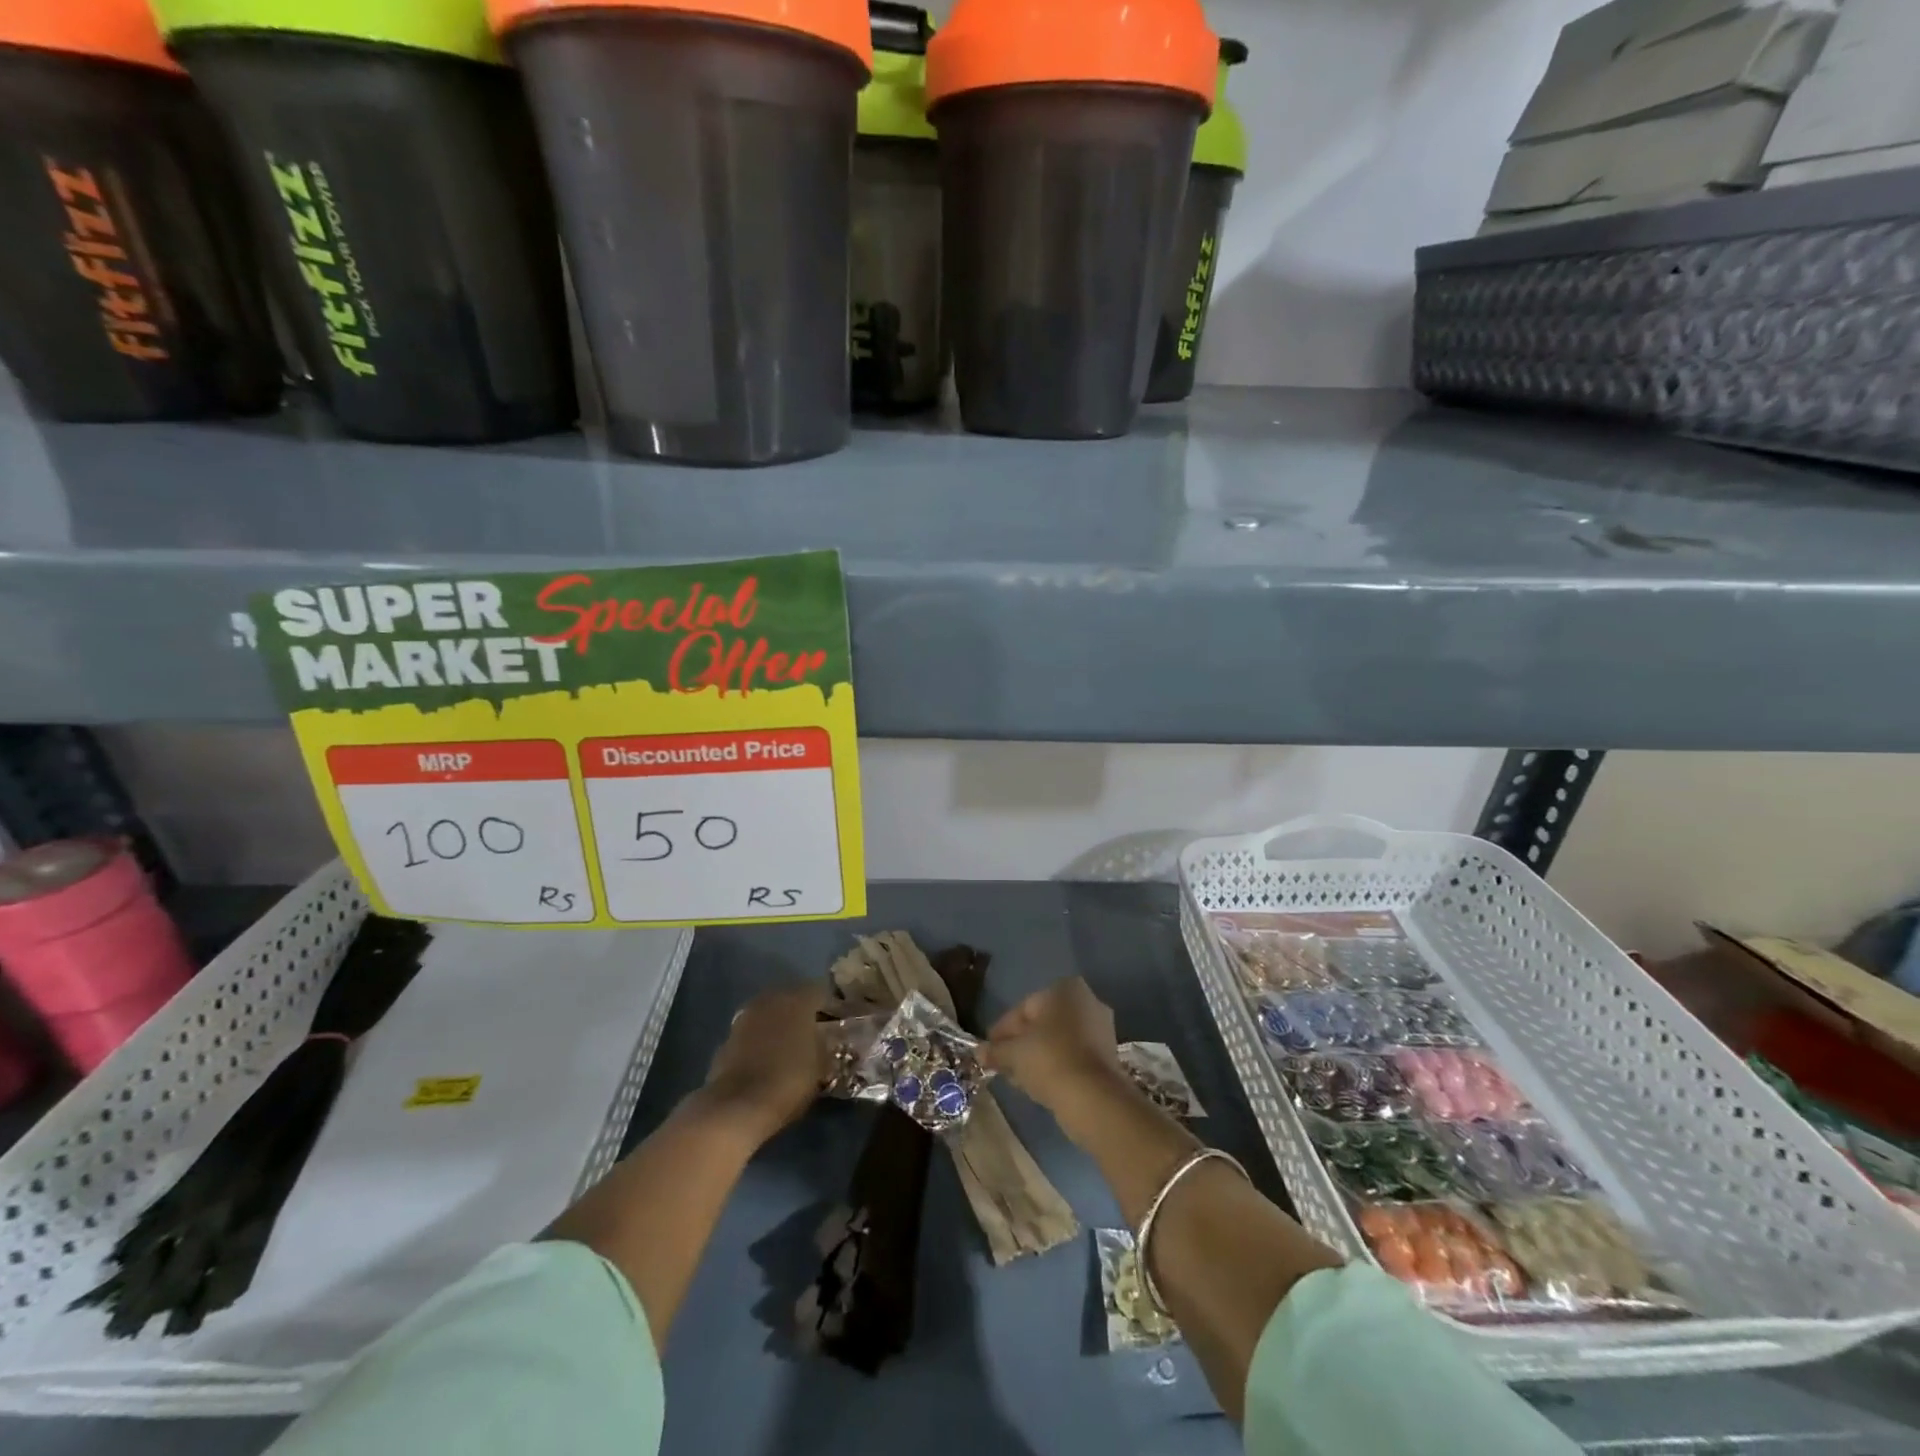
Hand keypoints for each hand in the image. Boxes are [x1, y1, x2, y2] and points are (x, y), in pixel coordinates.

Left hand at [703, 986, 829, 1143]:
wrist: (738, 1107)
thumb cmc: (789, 1081)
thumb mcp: (822, 1066)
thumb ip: (826, 1045)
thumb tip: (827, 1040)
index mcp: (798, 999)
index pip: (821, 991)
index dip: (831, 1006)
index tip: (839, 1022)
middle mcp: (771, 999)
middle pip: (792, 998)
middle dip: (803, 1012)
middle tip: (815, 1032)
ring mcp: (746, 1016)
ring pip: (770, 1013)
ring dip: (780, 1025)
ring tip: (791, 1046)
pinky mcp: (727, 1037)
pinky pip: (752, 1032)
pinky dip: (761, 1040)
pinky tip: (768, 1059)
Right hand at [983, 977, 1128, 1116]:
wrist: (1093, 1097)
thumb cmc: (1049, 1059)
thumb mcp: (1014, 1053)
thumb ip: (995, 1050)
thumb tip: (979, 1053)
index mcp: (1065, 989)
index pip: (1024, 1007)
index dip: (1002, 1030)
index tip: (989, 1049)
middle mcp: (1087, 1001)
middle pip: (1042, 1023)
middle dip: (1020, 1043)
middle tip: (1001, 1062)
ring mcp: (1101, 1029)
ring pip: (1058, 1040)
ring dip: (1036, 1056)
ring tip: (1016, 1077)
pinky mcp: (1107, 1056)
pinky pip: (1072, 1055)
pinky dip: (1054, 1065)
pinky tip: (1037, 1083)